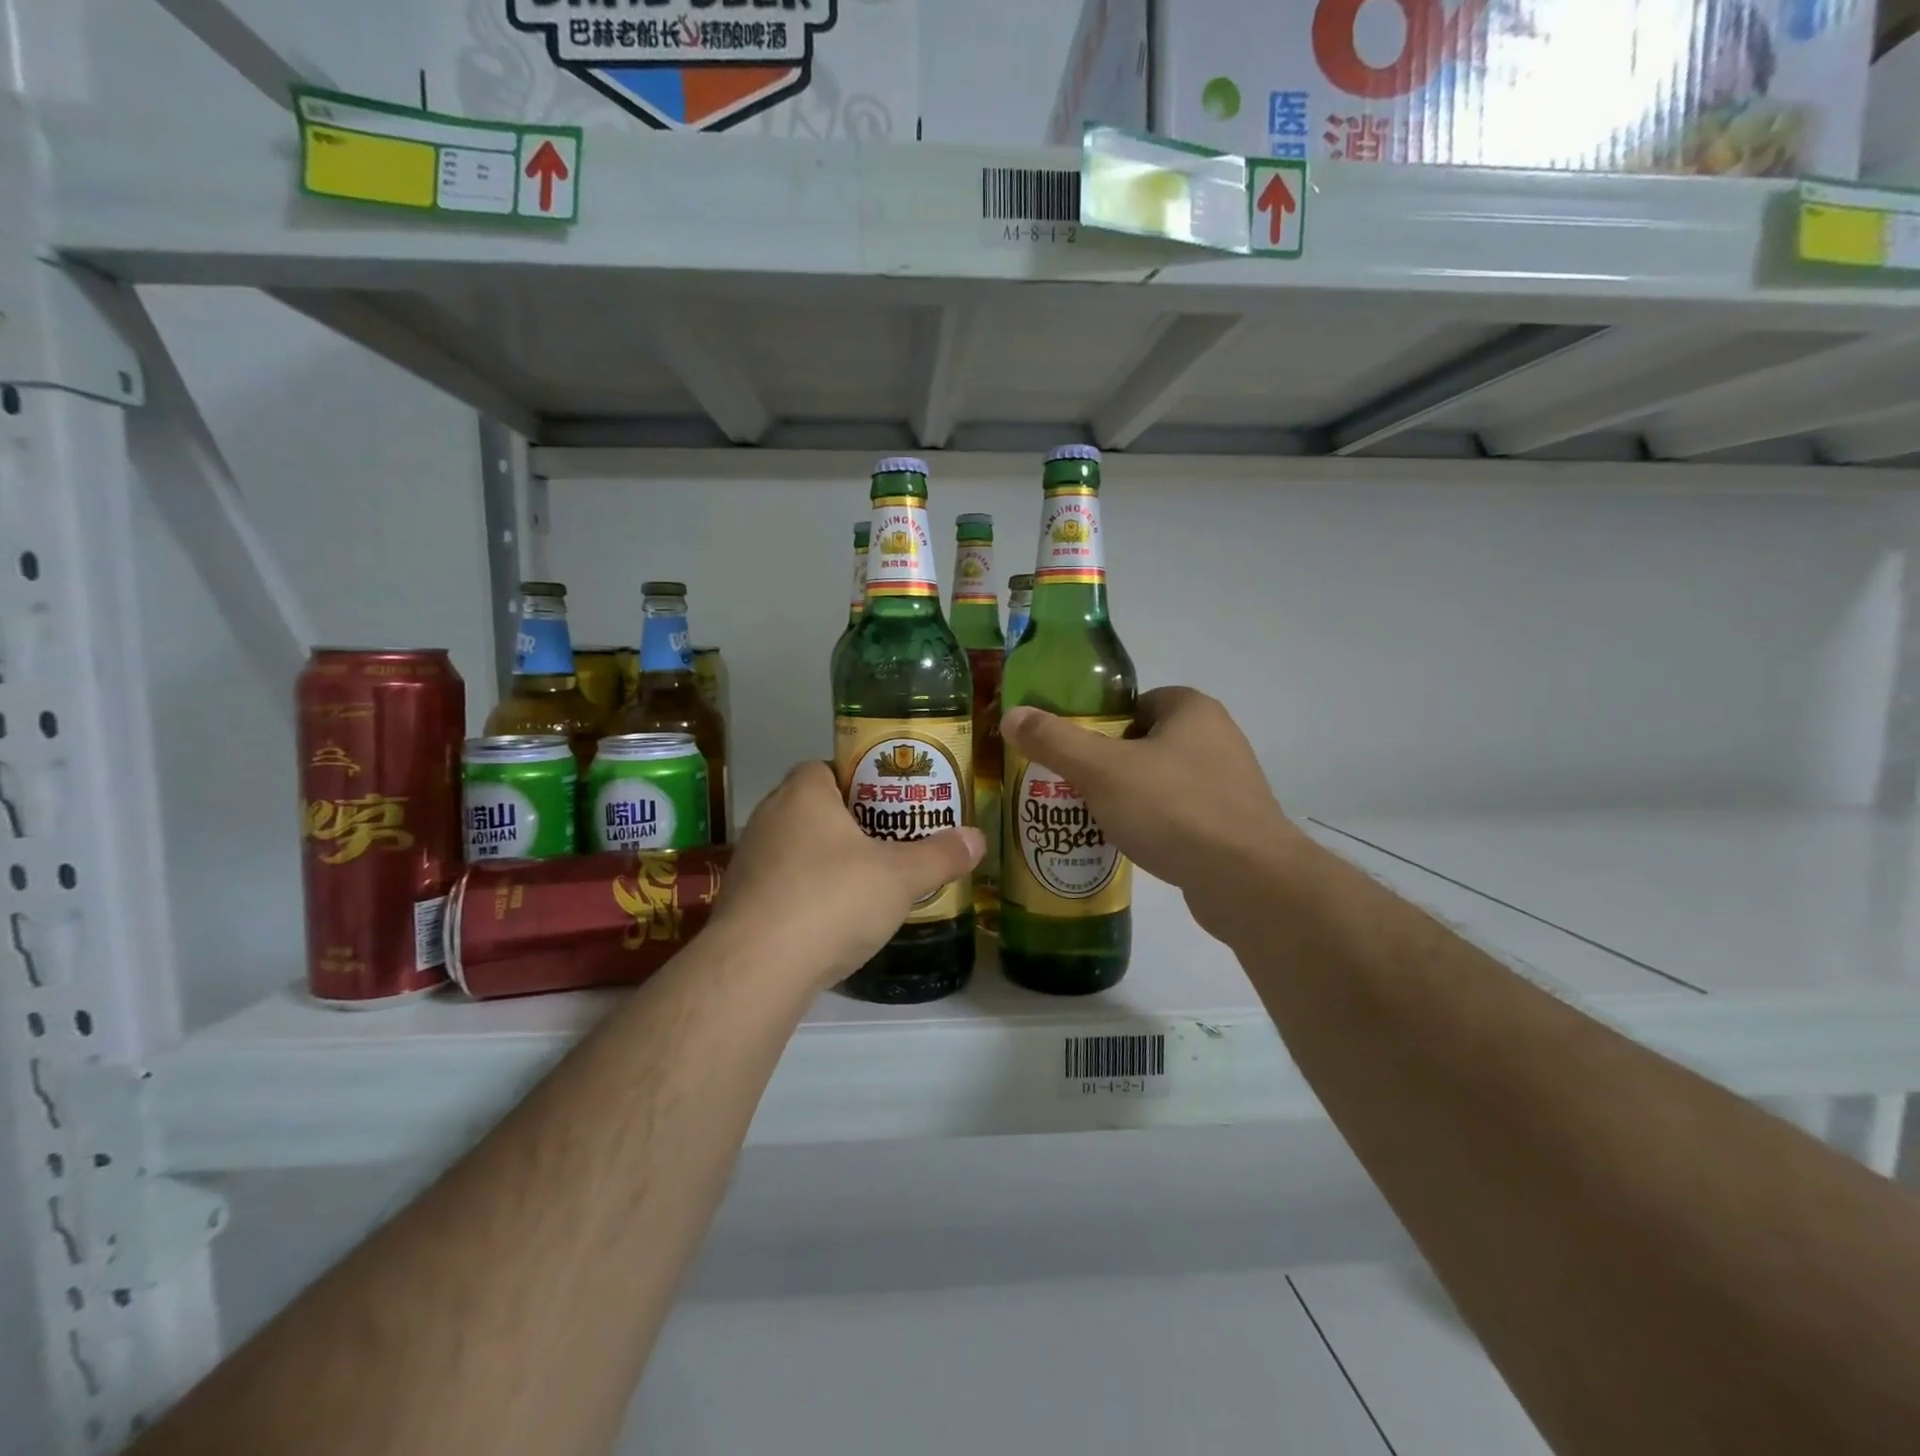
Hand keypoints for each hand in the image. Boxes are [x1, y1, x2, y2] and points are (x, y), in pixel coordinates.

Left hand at [711, 761, 983, 990]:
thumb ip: (940, 855)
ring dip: (825, 861)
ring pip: (796, 848)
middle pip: (813, 808)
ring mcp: (749, 861)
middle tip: (887, 842)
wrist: (756, 969)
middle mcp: (768, 818)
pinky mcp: (739, 903)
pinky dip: (805, 894)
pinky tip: (831, 921)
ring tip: (864, 883)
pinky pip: (781, 885)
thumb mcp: (900, 877)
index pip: (826, 767)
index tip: (889, 803)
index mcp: (803, 794)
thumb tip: (978, 838)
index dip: (858, 780)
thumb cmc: (832, 900)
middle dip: (848, 823)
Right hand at [1001, 688, 1302, 943]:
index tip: (1076, 753)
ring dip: (1132, 797)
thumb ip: (1054, 740)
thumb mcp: (1100, 770)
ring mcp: (1231, 784)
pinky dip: (1157, 825)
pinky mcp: (1234, 826)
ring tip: (1096, 819)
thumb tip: (1012, 716)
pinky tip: (1134, 845)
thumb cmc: (1172, 809)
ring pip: (1164, 781)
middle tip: (1076, 787)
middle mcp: (1218, 739)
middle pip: (1147, 742)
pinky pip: (1182, 815)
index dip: (1102, 724)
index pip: (1137, 703)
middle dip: (1111, 764)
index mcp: (1193, 710)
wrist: (1246, 880)